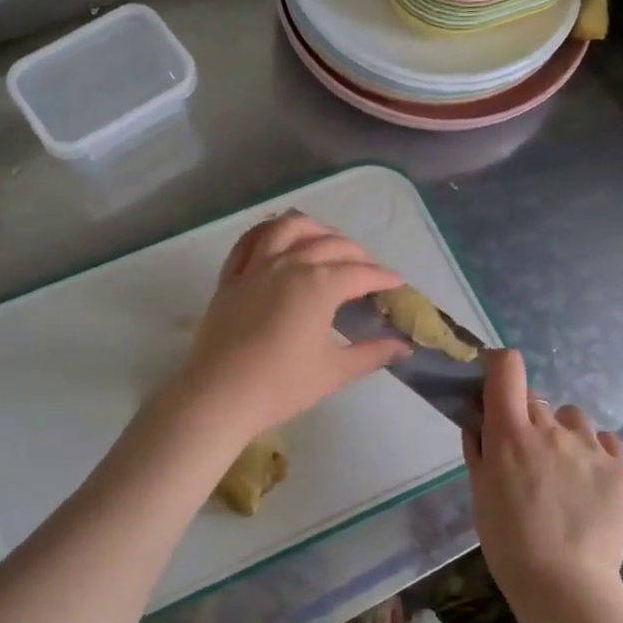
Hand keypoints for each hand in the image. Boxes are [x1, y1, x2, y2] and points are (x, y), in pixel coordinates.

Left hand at [175, 213, 408, 439]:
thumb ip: (371, 354)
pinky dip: (268, 231)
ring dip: (314, 229)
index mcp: (319, 285)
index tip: (396, 282)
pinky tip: (278, 237)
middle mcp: (289, 264)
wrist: (219, 395)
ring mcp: (255, 266)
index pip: (360, 273)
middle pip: (330, 245)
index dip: (382, 277)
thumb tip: (404, 347)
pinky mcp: (230, 277)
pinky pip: (249, 241)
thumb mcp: (334, 372)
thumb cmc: (281, 385)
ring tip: (327, 240)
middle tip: (368, 269)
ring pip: (288, 228)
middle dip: (356, 253)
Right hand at [464, 349, 622, 611]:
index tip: (494, 379)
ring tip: (563, 471)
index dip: (499, 365)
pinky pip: (605, 440)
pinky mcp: (620, 466)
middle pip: (536, 399)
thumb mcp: (480, 492)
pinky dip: (594, 451)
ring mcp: (590, 445)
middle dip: (526, 418)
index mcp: (510, 432)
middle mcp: (551, 428)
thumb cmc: (508, 540)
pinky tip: (588, 481)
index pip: (507, 368)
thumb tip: (478, 417)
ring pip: (572, 418)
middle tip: (526, 455)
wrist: (564, 584)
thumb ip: (478, 447)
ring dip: (562, 433)